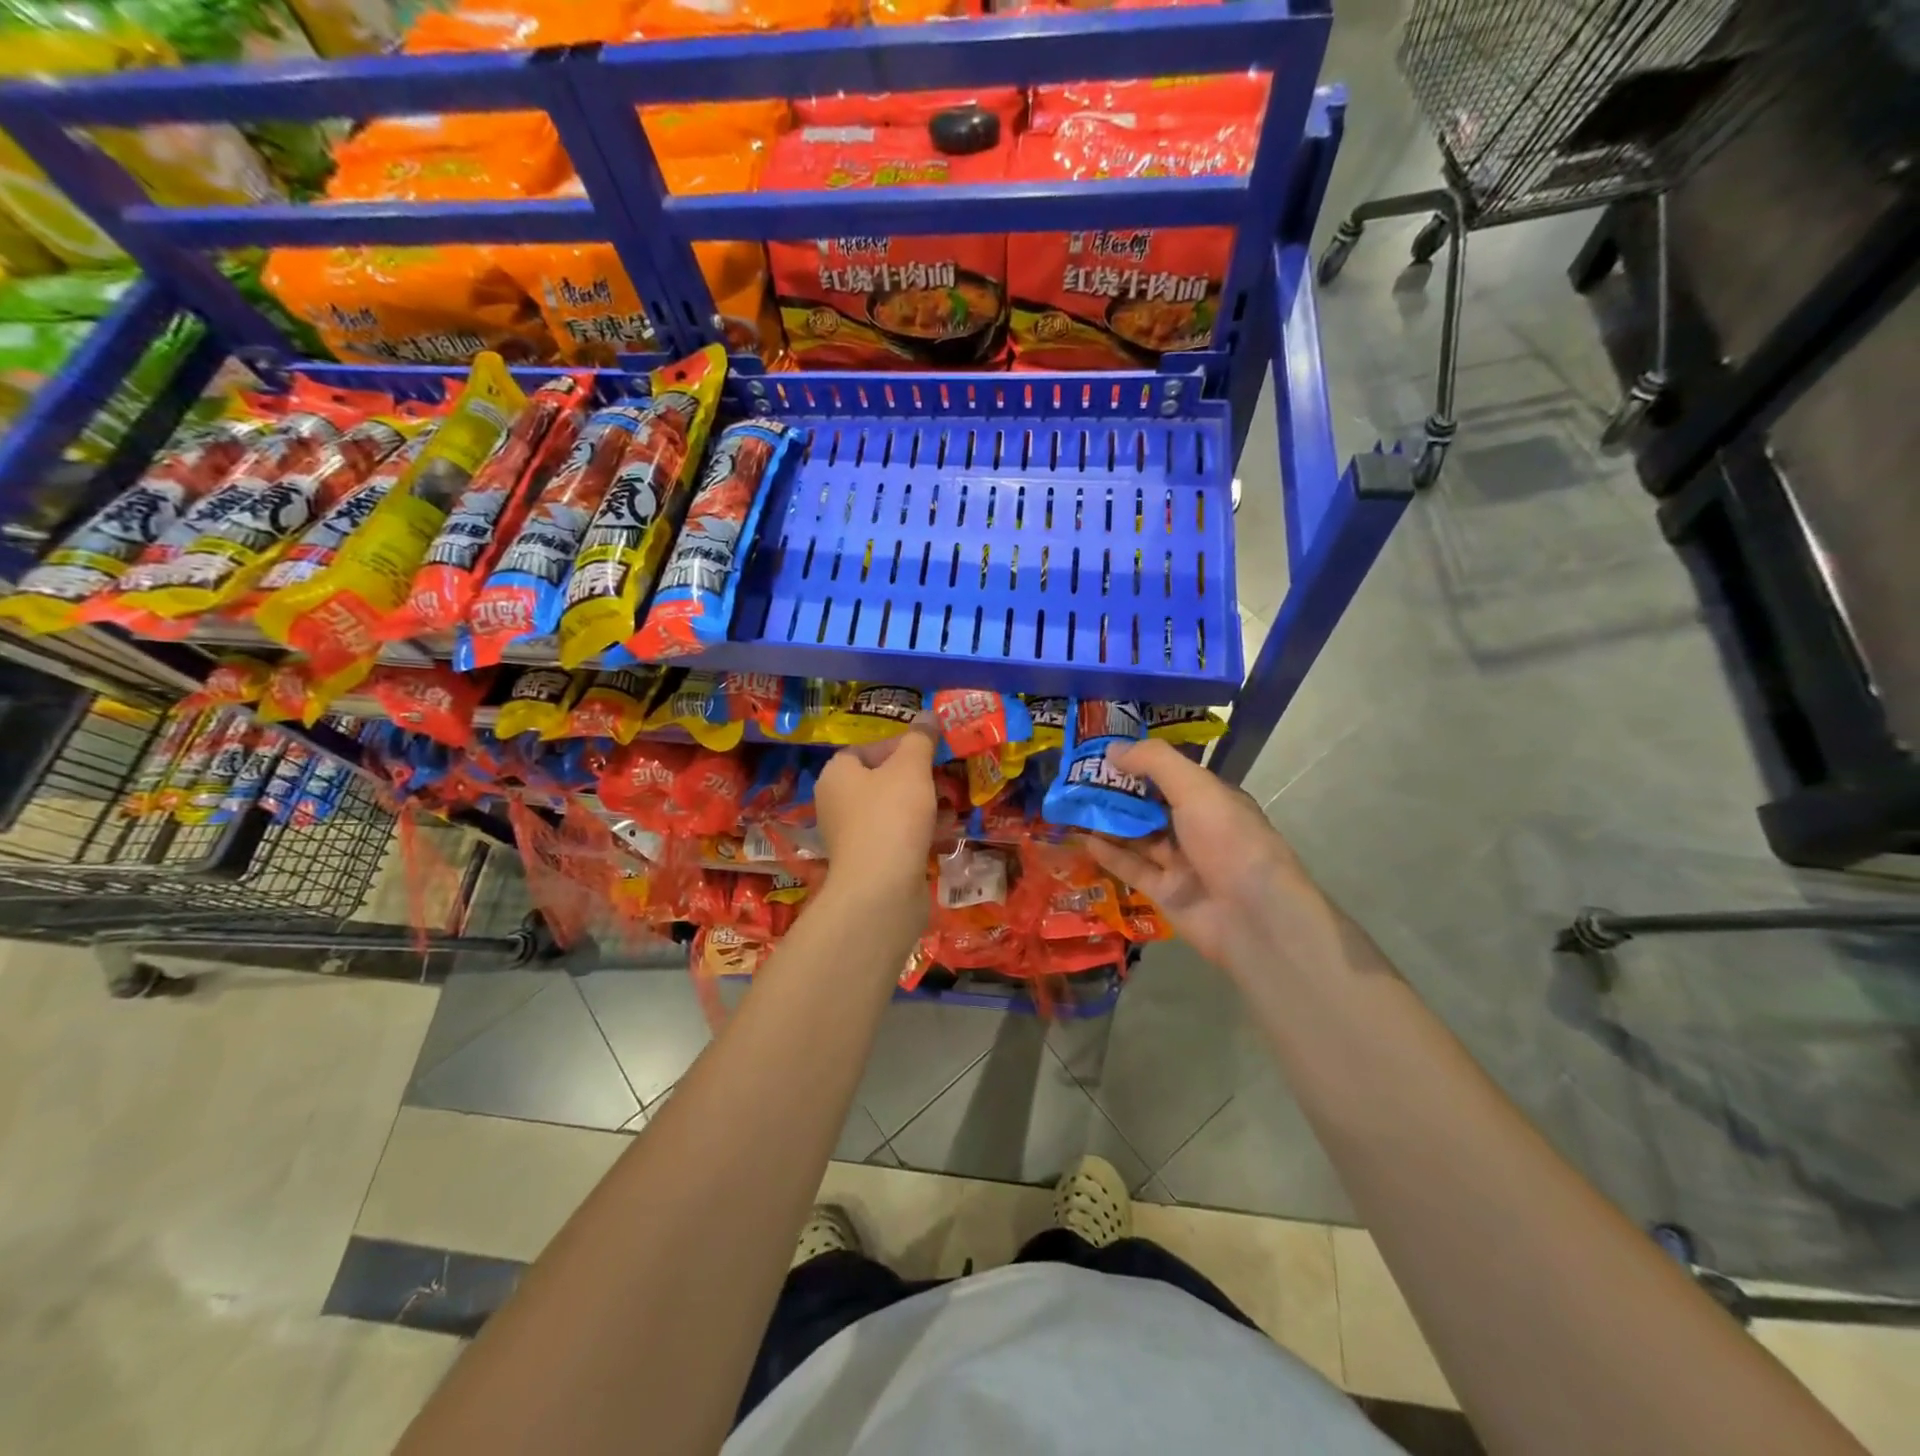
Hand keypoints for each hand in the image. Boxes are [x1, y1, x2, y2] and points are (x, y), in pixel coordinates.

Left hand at [814, 716, 939, 922]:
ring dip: (924, 805)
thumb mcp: (911, 768)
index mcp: (837, 775)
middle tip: (945, 775)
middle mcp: (838, 803)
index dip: (899, 744)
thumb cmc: (891, 816)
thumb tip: (928, 715)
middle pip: (881, 780)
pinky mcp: (871, 863)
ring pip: (893, 810)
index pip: (866, 748)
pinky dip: (921, 832)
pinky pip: (899, 837)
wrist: (882, 890)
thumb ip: (920, 739)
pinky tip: (948, 832)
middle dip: (916, 777)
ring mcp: (853, 836)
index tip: (929, 749)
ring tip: (954, 801)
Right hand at [1085, 738, 1322, 968]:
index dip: (1138, 763)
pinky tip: (1084, 839)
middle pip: (1150, 805)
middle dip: (1117, 793)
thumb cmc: (1228, 840)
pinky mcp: (1165, 892)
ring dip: (1108, 822)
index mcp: (1212, 799)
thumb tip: (1112, 749)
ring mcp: (1181, 862)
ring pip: (1138, 836)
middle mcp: (1197, 828)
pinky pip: (1132, 867)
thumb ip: (1154, 762)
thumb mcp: (1195, 788)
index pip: (1171, 774)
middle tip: (1077, 781)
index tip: (1102, 754)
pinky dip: (1110, 853)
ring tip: (1072, 807)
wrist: (1252, 916)